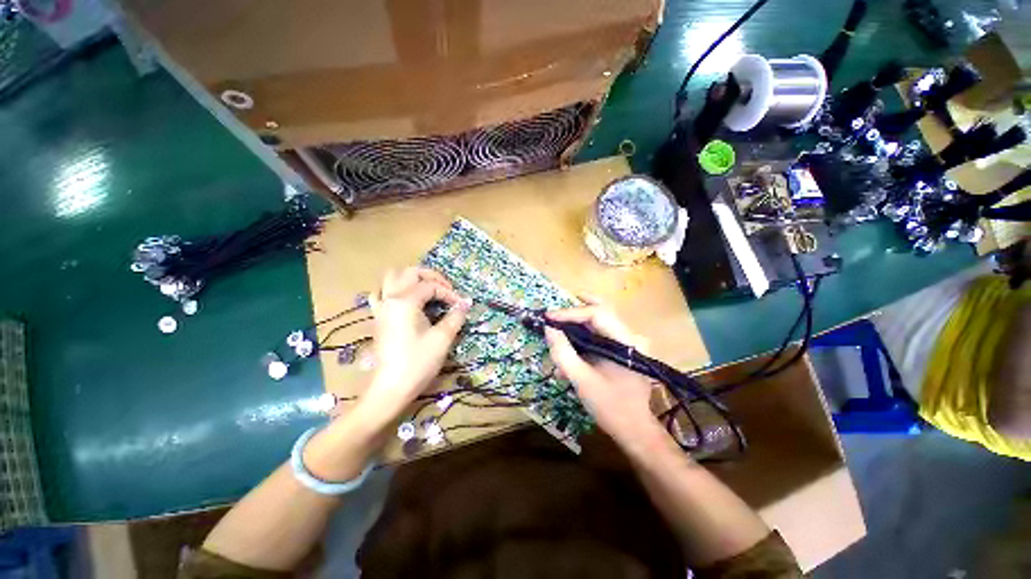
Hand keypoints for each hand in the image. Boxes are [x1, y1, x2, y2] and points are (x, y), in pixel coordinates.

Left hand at [361, 267, 468, 420]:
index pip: (431, 287)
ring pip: (391, 279)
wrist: (391, 388)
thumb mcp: (442, 338)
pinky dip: (393, 290)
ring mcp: (381, 308)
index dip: (449, 293)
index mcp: (405, 301)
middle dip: (431, 276)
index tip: (461, 306)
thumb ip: (455, 316)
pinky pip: (381, 294)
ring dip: (410, 279)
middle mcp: (390, 298)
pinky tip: (403, 300)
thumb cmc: (418, 362)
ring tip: (426, 290)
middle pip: (409, 272)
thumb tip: (466, 303)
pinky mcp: (378, 319)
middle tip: (446, 289)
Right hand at [543, 302, 659, 443]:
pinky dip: (585, 333)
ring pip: (602, 320)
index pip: (597, 314)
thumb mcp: (582, 380)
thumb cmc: (610, 407)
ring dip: (580, 320)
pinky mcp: (624, 350)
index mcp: (625, 342)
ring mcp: (629, 342)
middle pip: (602, 310)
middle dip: (577, 307)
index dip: (570, 313)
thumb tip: (549, 328)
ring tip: (560, 323)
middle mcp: (631, 336)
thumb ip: (563, 353)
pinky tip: (571, 341)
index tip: (548, 317)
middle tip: (559, 306)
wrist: (634, 429)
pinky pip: (602, 333)